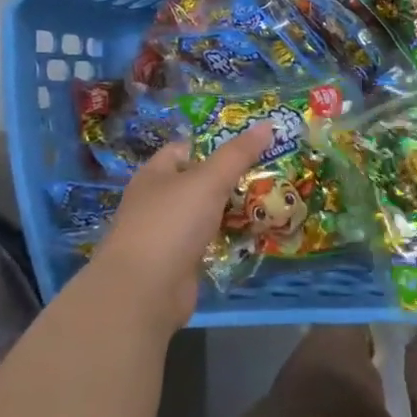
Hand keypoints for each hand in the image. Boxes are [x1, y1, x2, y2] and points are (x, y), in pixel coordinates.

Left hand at [83, 122, 273, 333]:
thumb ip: (238, 154)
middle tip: (271, 172)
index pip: (187, 148)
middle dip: (232, 178)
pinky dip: (230, 238)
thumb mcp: (208, 180)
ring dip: (234, 209)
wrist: (143, 292)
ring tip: (273, 200)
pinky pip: (211, 242)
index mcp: (155, 175)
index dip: (216, 143)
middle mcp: (158, 201)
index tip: (251, 144)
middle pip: (200, 182)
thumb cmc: (171, 223)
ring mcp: (168, 234)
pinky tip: (257, 234)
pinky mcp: (180, 263)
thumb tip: (268, 124)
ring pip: (207, 213)